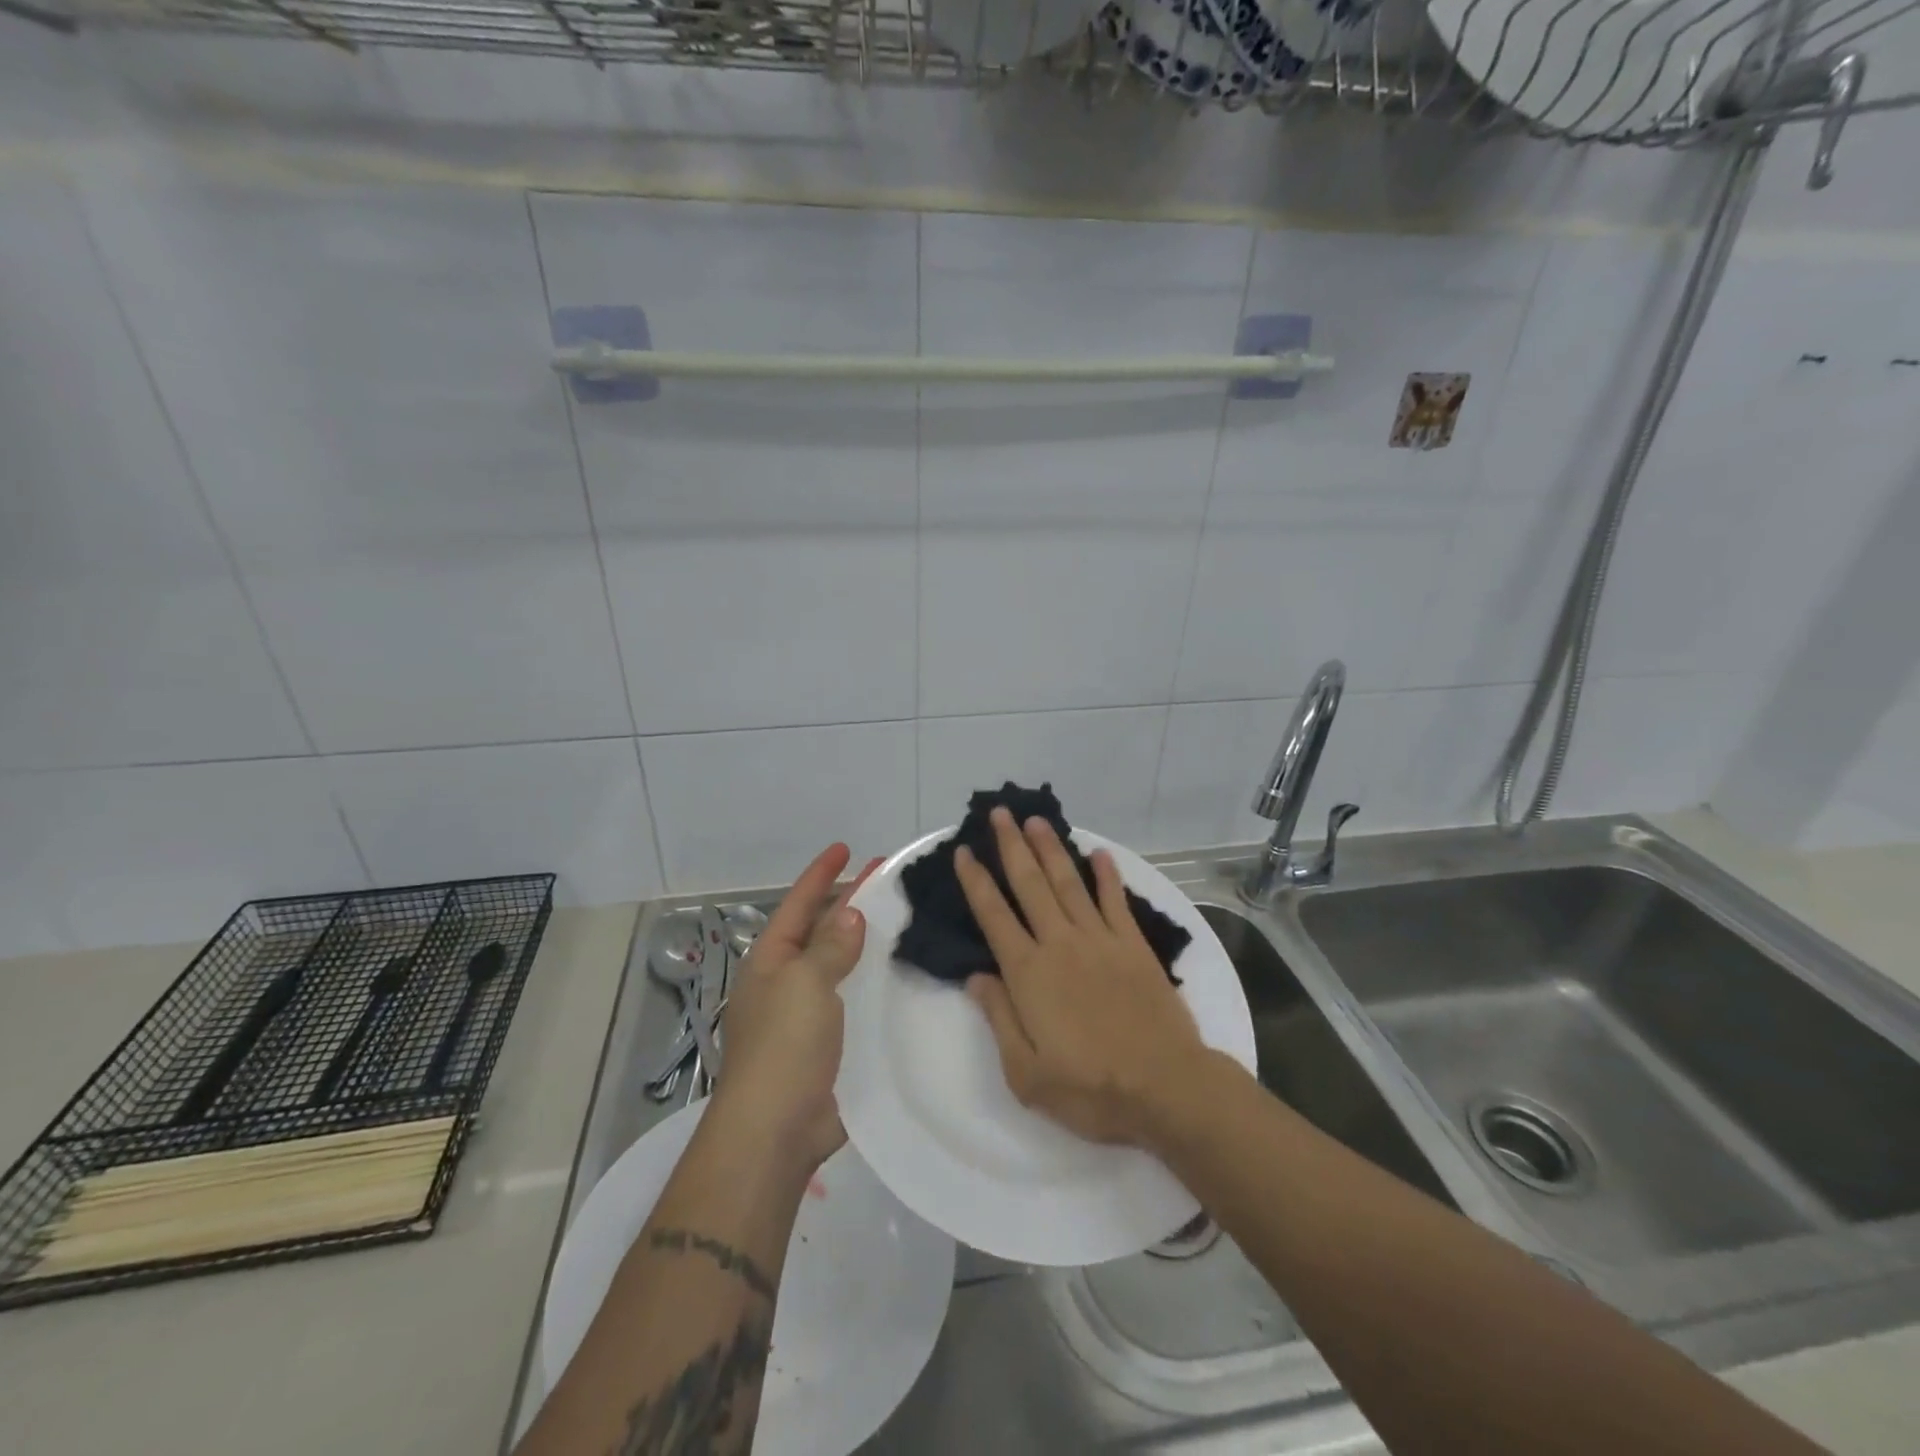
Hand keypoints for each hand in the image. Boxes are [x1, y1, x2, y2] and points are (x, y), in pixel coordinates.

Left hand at [710, 844, 880, 1174]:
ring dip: (862, 941)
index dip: (820, 874)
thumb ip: (831, 946)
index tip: (845, 848)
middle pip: (818, 930)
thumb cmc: (785, 1045)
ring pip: (838, 964)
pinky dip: (871, 981)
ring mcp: (805, 1014)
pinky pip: (851, 999)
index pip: (798, 904)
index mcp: (771, 961)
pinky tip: (898, 975)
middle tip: (884, 879)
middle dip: (847, 903)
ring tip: (898, 919)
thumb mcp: (806, 983)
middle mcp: (785, 981)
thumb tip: (851, 914)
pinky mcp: (827, 1044)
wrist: (776, 1130)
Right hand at [954, 808, 1210, 1148]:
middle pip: (1030, 884)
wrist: (1165, 1088)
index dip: (976, 881)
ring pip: (1069, 882)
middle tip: (1000, 813)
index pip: (994, 915)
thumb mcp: (1026, 1073)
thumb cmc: (1090, 1089)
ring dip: (1051, 849)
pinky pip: (1115, 901)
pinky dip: (1107, 875)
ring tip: (1037, 820)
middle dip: (1012, 846)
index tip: (964, 852)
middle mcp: (1060, 944)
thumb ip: (999, 1018)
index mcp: (1029, 973)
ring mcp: (1100, 940)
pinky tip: (1099, 854)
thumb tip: (977, 976)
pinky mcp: (1133, 946)